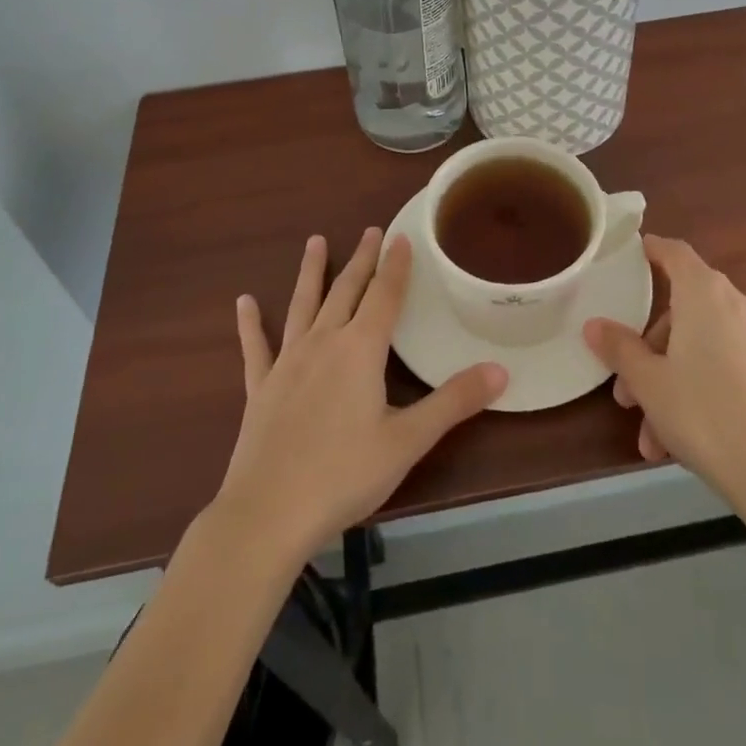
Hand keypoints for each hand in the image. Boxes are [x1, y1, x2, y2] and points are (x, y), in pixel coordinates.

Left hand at [214, 229, 506, 563]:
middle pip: (346, 291)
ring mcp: (287, 363)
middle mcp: (323, 343)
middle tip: (370, 231)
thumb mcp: (408, 441)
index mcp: (360, 350)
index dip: (395, 265)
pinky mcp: (260, 387)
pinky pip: (256, 347)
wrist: (268, 513)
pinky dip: (250, 324)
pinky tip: (243, 302)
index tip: (400, 235)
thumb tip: (502, 370)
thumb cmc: (343, 474)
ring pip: (303, 305)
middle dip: (361, 259)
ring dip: (311, 272)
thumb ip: (454, 402)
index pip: (384, 295)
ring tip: (315, 241)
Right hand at [584, 235, 745, 511]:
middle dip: (648, 349)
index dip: (651, 250)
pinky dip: (696, 392)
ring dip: (668, 382)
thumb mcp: (649, 382)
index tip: (630, 254)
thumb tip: (594, 325)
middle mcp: (736, 305)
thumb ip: (620, 348)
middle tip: (625, 387)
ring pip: (698, 347)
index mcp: (705, 293)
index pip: (674, 252)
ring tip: (649, 435)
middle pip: (682, 310)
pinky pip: (721, 369)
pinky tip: (674, 445)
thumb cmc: (704, 412)